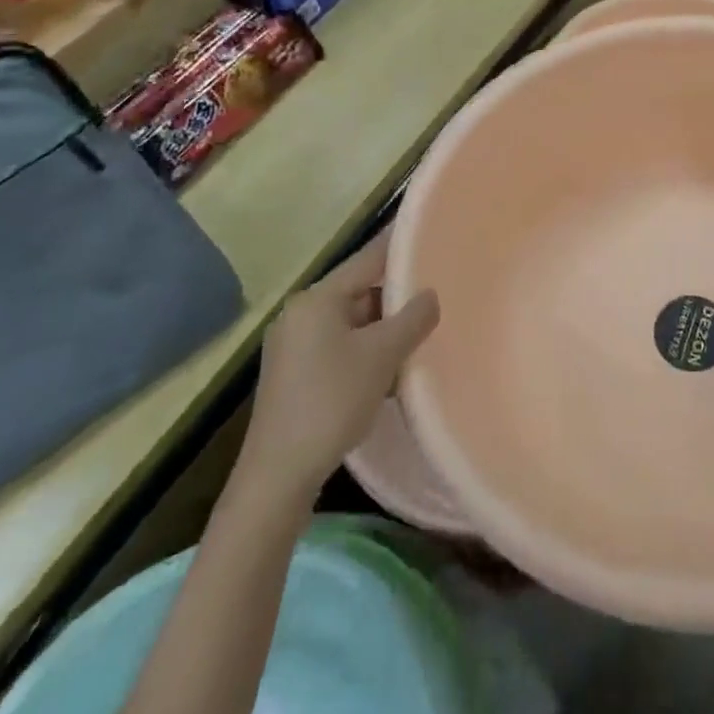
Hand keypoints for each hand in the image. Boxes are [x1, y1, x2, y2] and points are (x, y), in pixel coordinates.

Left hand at [238, 231, 439, 503]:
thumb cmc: (332, 401)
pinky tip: (389, 372)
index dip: (401, 248)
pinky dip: (365, 351)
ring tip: (418, 338)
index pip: (368, 259)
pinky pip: (339, 346)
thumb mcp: (383, 355)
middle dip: (396, 298)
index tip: (431, 239)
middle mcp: (300, 313)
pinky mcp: (293, 374)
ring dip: (383, 330)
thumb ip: (414, 318)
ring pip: (351, 322)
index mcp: (317, 298)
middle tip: (435, 300)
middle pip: (359, 291)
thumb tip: (430, 295)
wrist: (279, 474)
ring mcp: (293, 345)